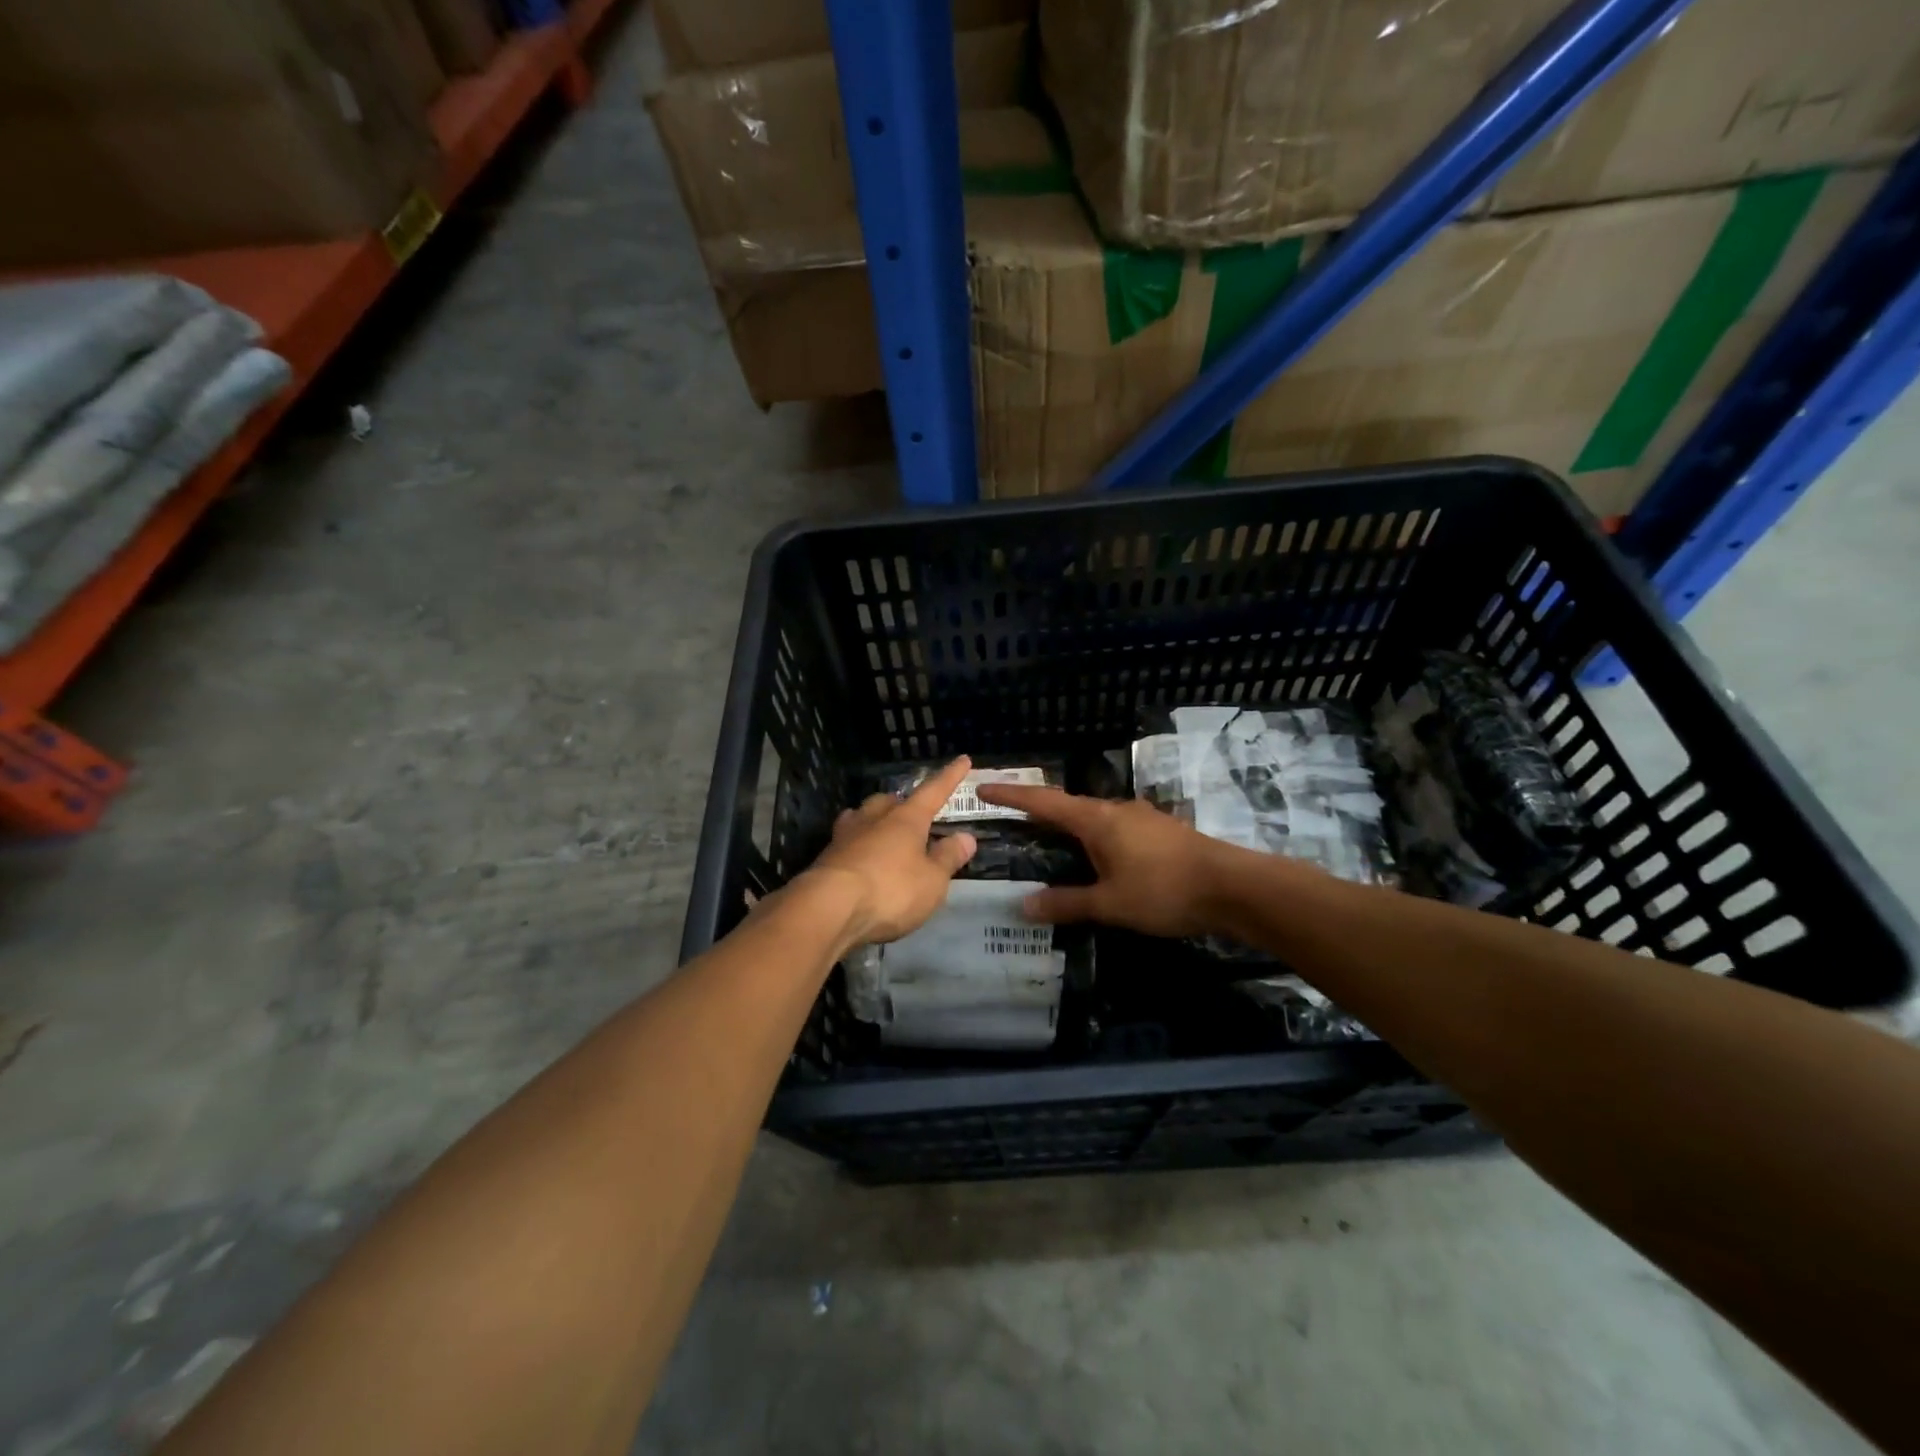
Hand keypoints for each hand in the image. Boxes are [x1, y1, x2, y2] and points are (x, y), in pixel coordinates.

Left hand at [800, 756, 978, 949]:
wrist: (828, 908)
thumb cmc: (890, 890)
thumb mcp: (932, 881)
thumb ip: (948, 858)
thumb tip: (966, 837)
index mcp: (906, 820)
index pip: (933, 792)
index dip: (949, 778)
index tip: (963, 760)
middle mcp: (874, 819)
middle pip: (889, 801)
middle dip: (901, 803)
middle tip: (912, 813)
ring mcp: (845, 837)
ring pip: (862, 817)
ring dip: (873, 820)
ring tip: (880, 830)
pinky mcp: (825, 859)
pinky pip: (845, 842)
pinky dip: (856, 846)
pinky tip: (857, 858)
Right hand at [973, 784, 1238, 937]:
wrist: (1233, 887)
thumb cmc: (1164, 891)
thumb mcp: (1110, 903)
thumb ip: (1066, 903)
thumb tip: (1024, 906)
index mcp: (1096, 820)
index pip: (1042, 802)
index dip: (1011, 795)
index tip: (983, 787)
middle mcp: (1115, 810)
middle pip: (1067, 806)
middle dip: (1038, 811)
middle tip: (1012, 821)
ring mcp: (1141, 818)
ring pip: (1094, 818)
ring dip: (1069, 827)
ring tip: (1052, 844)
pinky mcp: (1160, 832)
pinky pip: (1115, 829)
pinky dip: (1095, 839)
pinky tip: (1099, 859)